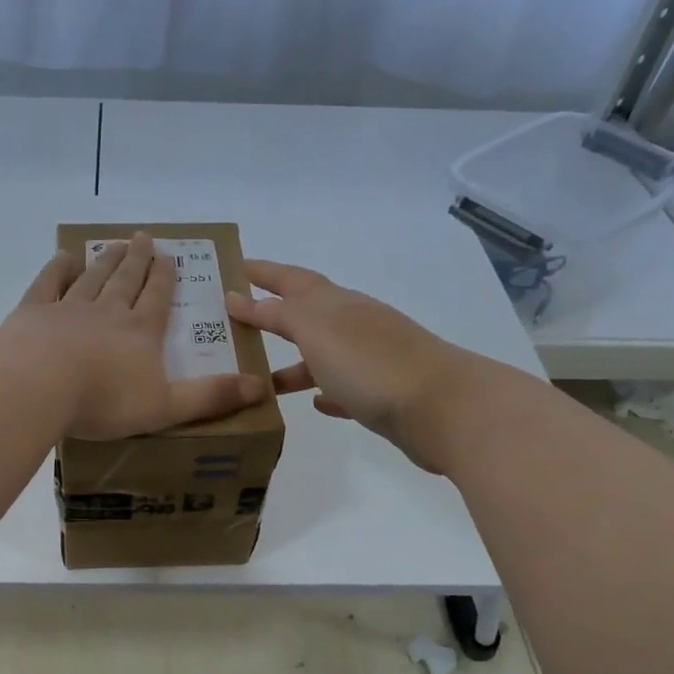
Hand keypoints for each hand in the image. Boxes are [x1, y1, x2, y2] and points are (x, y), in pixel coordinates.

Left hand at [6, 232, 266, 439]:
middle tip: (143, 238)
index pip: (157, 299)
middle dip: (138, 260)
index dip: (165, 279)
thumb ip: (210, 397)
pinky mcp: (33, 313)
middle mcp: (108, 311)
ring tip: (114, 245)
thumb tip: (261, 387)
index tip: (169, 258)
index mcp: (140, 333)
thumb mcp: (166, 407)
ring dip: (105, 261)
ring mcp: (68, 308)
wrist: (39, 385)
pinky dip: (57, 269)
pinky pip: (48, 284)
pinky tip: (64, 258)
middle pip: (126, 280)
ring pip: (92, 278)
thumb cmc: (104, 401)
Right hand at [225, 259, 464, 469]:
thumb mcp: (315, 331)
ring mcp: (371, 359)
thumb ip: (277, 314)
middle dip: (274, 316)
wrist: (439, 407)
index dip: (263, 272)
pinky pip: (344, 388)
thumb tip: (240, 298)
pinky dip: (325, 390)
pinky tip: (314, 402)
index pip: (291, 279)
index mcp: (336, 303)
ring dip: (293, 363)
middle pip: (307, 314)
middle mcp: (354, 324)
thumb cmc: (369, 363)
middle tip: (238, 322)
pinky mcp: (382, 395)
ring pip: (322, 356)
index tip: (234, 266)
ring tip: (262, 380)